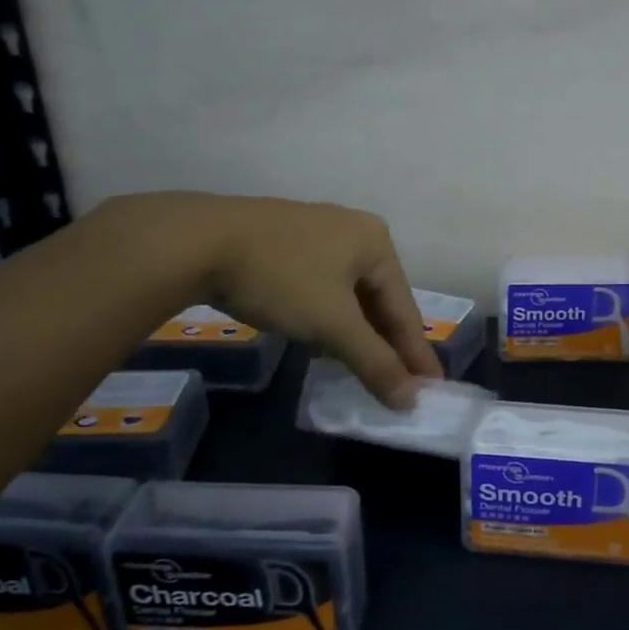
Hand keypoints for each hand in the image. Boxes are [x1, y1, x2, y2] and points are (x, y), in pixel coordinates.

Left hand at [110, 193, 441, 405]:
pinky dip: (329, 316)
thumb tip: (410, 400)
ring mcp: (316, 231)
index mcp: (375, 241)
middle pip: (378, 298)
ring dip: (357, 332)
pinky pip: (322, 285)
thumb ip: (374, 362)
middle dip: (387, 342)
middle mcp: (353, 229)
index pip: (404, 307)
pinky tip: (323, 338)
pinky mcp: (284, 240)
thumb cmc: (280, 278)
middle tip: (401, 381)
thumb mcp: (332, 325)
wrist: (197, 241)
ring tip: (365, 367)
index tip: (432, 386)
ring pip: (348, 293)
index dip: (416, 352)